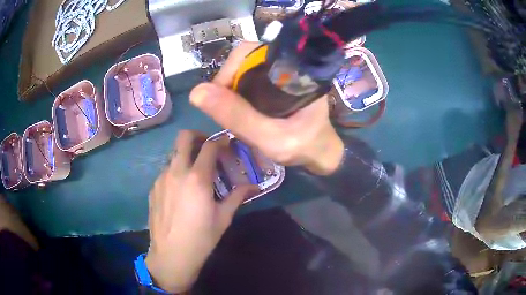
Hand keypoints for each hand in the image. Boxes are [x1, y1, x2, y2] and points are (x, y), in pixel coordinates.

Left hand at [145, 130, 256, 292]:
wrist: (171, 255)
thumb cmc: (201, 238)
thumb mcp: (223, 218)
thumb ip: (237, 196)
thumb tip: (253, 185)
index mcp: (197, 178)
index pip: (210, 146)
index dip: (221, 141)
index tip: (227, 145)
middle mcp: (177, 171)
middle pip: (184, 137)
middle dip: (198, 136)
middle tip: (207, 148)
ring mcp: (161, 178)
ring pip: (174, 154)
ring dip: (186, 156)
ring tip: (195, 175)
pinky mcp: (153, 187)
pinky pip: (166, 171)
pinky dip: (176, 172)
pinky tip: (181, 191)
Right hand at [189, 42, 343, 175]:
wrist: (319, 154)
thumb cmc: (302, 146)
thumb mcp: (270, 137)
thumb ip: (237, 116)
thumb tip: (196, 92)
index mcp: (292, 67)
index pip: (249, 52)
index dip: (228, 71)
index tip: (220, 99)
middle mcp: (285, 63)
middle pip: (243, 60)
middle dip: (228, 85)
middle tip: (227, 112)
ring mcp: (280, 72)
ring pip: (243, 70)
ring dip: (232, 91)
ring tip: (234, 115)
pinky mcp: (275, 83)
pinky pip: (248, 81)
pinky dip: (238, 95)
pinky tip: (241, 112)